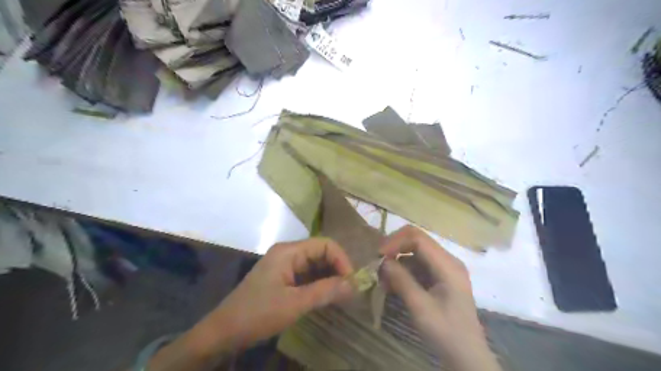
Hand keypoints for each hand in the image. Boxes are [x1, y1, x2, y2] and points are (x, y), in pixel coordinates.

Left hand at [196, 238, 352, 349]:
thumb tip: (355, 284)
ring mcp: (284, 265)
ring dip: (330, 277)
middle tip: (350, 290)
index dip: (342, 260)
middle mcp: (288, 253)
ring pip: (315, 265)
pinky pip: (307, 275)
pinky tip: (327, 296)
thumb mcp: (295, 303)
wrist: (223, 332)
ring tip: (343, 295)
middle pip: (321, 253)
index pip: (325, 245)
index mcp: (289, 251)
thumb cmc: (257, 314)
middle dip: (337, 269)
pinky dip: (319, 284)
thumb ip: (326, 291)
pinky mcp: (282, 278)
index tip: (352, 282)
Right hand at [377, 225, 500, 370]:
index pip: (418, 238)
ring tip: (382, 279)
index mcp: (448, 265)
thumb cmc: (446, 333)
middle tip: (376, 263)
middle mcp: (447, 260)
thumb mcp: (421, 308)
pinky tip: (391, 285)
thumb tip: (382, 261)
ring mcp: (444, 268)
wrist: (466, 357)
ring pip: (414, 253)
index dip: (395, 242)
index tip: (378, 255)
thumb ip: (402, 281)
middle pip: (416, 241)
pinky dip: (402, 271)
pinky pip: (417, 266)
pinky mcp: (439, 278)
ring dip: (396, 262)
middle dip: (394, 249)